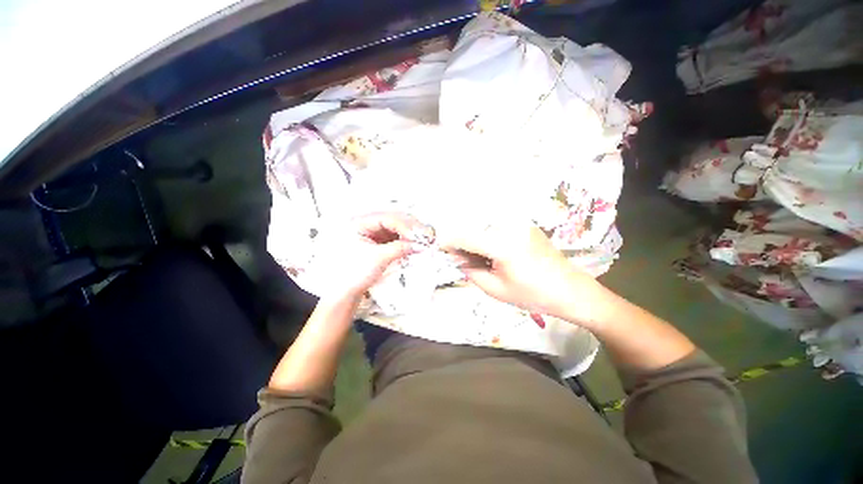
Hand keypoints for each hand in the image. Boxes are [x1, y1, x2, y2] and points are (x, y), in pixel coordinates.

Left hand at [330, 212, 433, 298]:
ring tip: (426, 240)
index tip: (418, 236)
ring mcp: (376, 231)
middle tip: (427, 237)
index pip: (387, 219)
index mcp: (360, 223)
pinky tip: (418, 243)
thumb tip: (420, 244)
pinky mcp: (383, 240)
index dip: (405, 226)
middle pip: (395, 219)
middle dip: (413, 228)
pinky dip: (409, 239)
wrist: (348, 290)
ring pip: (400, 227)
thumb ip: (400, 248)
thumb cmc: (355, 274)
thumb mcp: (378, 259)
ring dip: (414, 233)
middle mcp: (369, 223)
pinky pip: (399, 235)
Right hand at [441, 221, 592, 318]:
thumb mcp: (495, 289)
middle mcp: (509, 226)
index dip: (448, 242)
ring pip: (484, 226)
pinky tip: (493, 252)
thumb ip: (470, 272)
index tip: (440, 250)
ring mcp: (519, 223)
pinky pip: (497, 226)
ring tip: (478, 258)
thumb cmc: (533, 295)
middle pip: (473, 228)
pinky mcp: (524, 224)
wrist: (571, 290)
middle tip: (461, 259)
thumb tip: (456, 259)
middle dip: (461, 242)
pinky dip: (487, 237)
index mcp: (502, 244)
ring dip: (474, 239)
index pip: (464, 236)